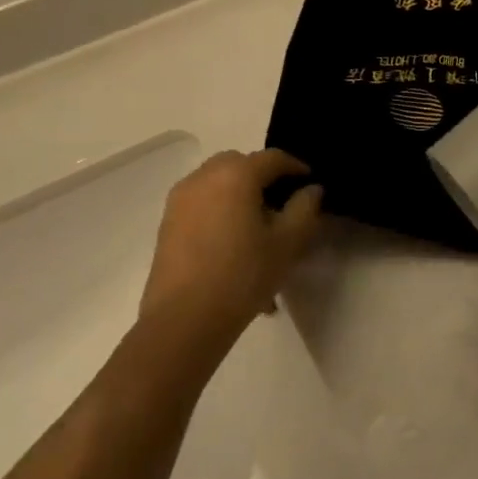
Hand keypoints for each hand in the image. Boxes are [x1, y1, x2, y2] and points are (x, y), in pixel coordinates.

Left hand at [141, 150, 322, 338]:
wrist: (183, 320)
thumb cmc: (243, 275)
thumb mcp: (288, 242)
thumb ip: (305, 208)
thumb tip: (310, 190)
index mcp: (236, 175)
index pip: (273, 158)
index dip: (296, 167)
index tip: (310, 184)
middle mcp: (204, 177)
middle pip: (240, 164)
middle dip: (263, 176)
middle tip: (282, 203)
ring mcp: (180, 200)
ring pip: (217, 182)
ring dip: (239, 192)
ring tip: (256, 226)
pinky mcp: (167, 224)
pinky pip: (201, 203)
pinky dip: (220, 209)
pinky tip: (233, 244)